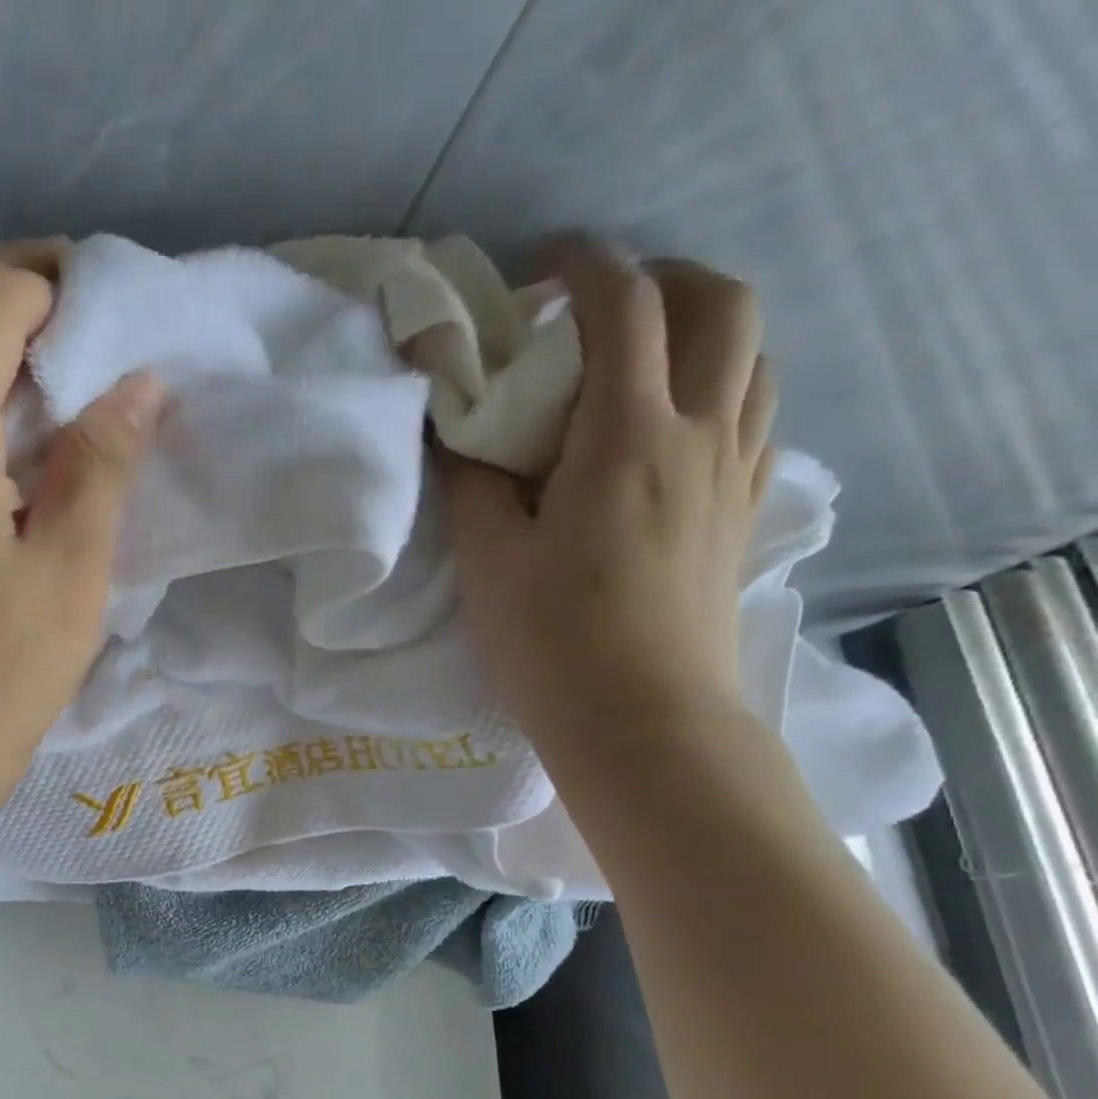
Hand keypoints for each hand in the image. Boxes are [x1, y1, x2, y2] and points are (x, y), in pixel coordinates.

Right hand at [440, 242, 776, 761]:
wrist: (641, 718)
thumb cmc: (552, 639)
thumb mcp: (488, 558)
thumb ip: (470, 480)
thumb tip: (458, 429)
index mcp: (627, 438)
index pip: (626, 307)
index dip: (585, 266)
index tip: (540, 269)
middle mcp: (700, 435)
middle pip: (723, 304)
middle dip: (664, 278)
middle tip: (599, 308)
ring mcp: (735, 472)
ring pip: (753, 356)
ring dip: (701, 330)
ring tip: (637, 362)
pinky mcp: (743, 511)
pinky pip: (756, 415)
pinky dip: (721, 388)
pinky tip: (671, 427)